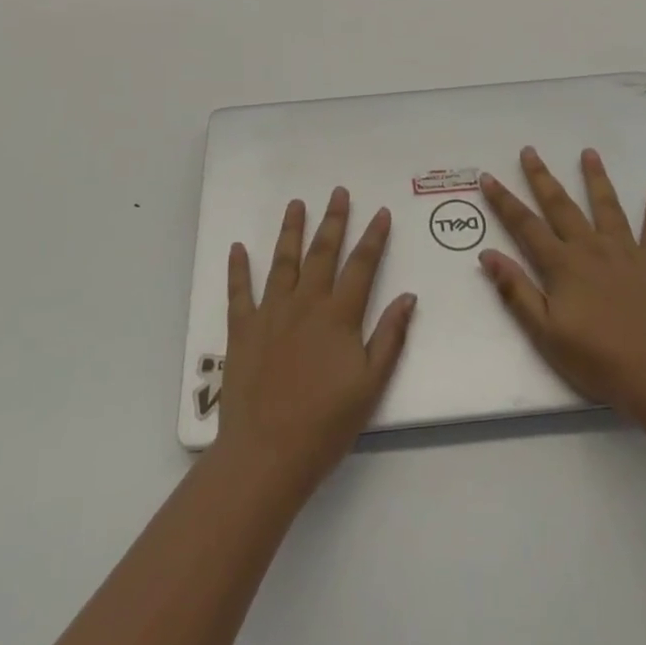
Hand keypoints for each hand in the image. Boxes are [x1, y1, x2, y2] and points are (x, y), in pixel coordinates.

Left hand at [216, 189, 416, 498]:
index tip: (381, 212)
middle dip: (333, 220)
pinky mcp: (242, 329)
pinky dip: (238, 268)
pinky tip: (238, 247)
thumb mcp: (370, 385)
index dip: (373, 237)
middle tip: (338, 192)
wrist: (267, 453)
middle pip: (322, 252)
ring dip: (291, 230)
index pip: (361, 266)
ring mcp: (270, 312)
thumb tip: (407, 296)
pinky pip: (239, 291)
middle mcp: (305, 303)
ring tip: (296, 204)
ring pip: (283, 261)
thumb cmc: (325, 424)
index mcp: (339, 316)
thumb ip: (390, 337)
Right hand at [478, 147, 645, 423]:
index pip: (526, 225)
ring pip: (607, 206)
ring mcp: (626, 252)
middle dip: (542, 177)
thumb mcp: (546, 333)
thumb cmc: (598, 360)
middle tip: (530, 150)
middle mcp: (591, 248)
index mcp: (563, 265)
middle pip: (562, 206)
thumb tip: (487, 254)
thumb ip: (516, 291)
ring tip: (589, 153)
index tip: (488, 176)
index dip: (504, 201)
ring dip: (596, 178)